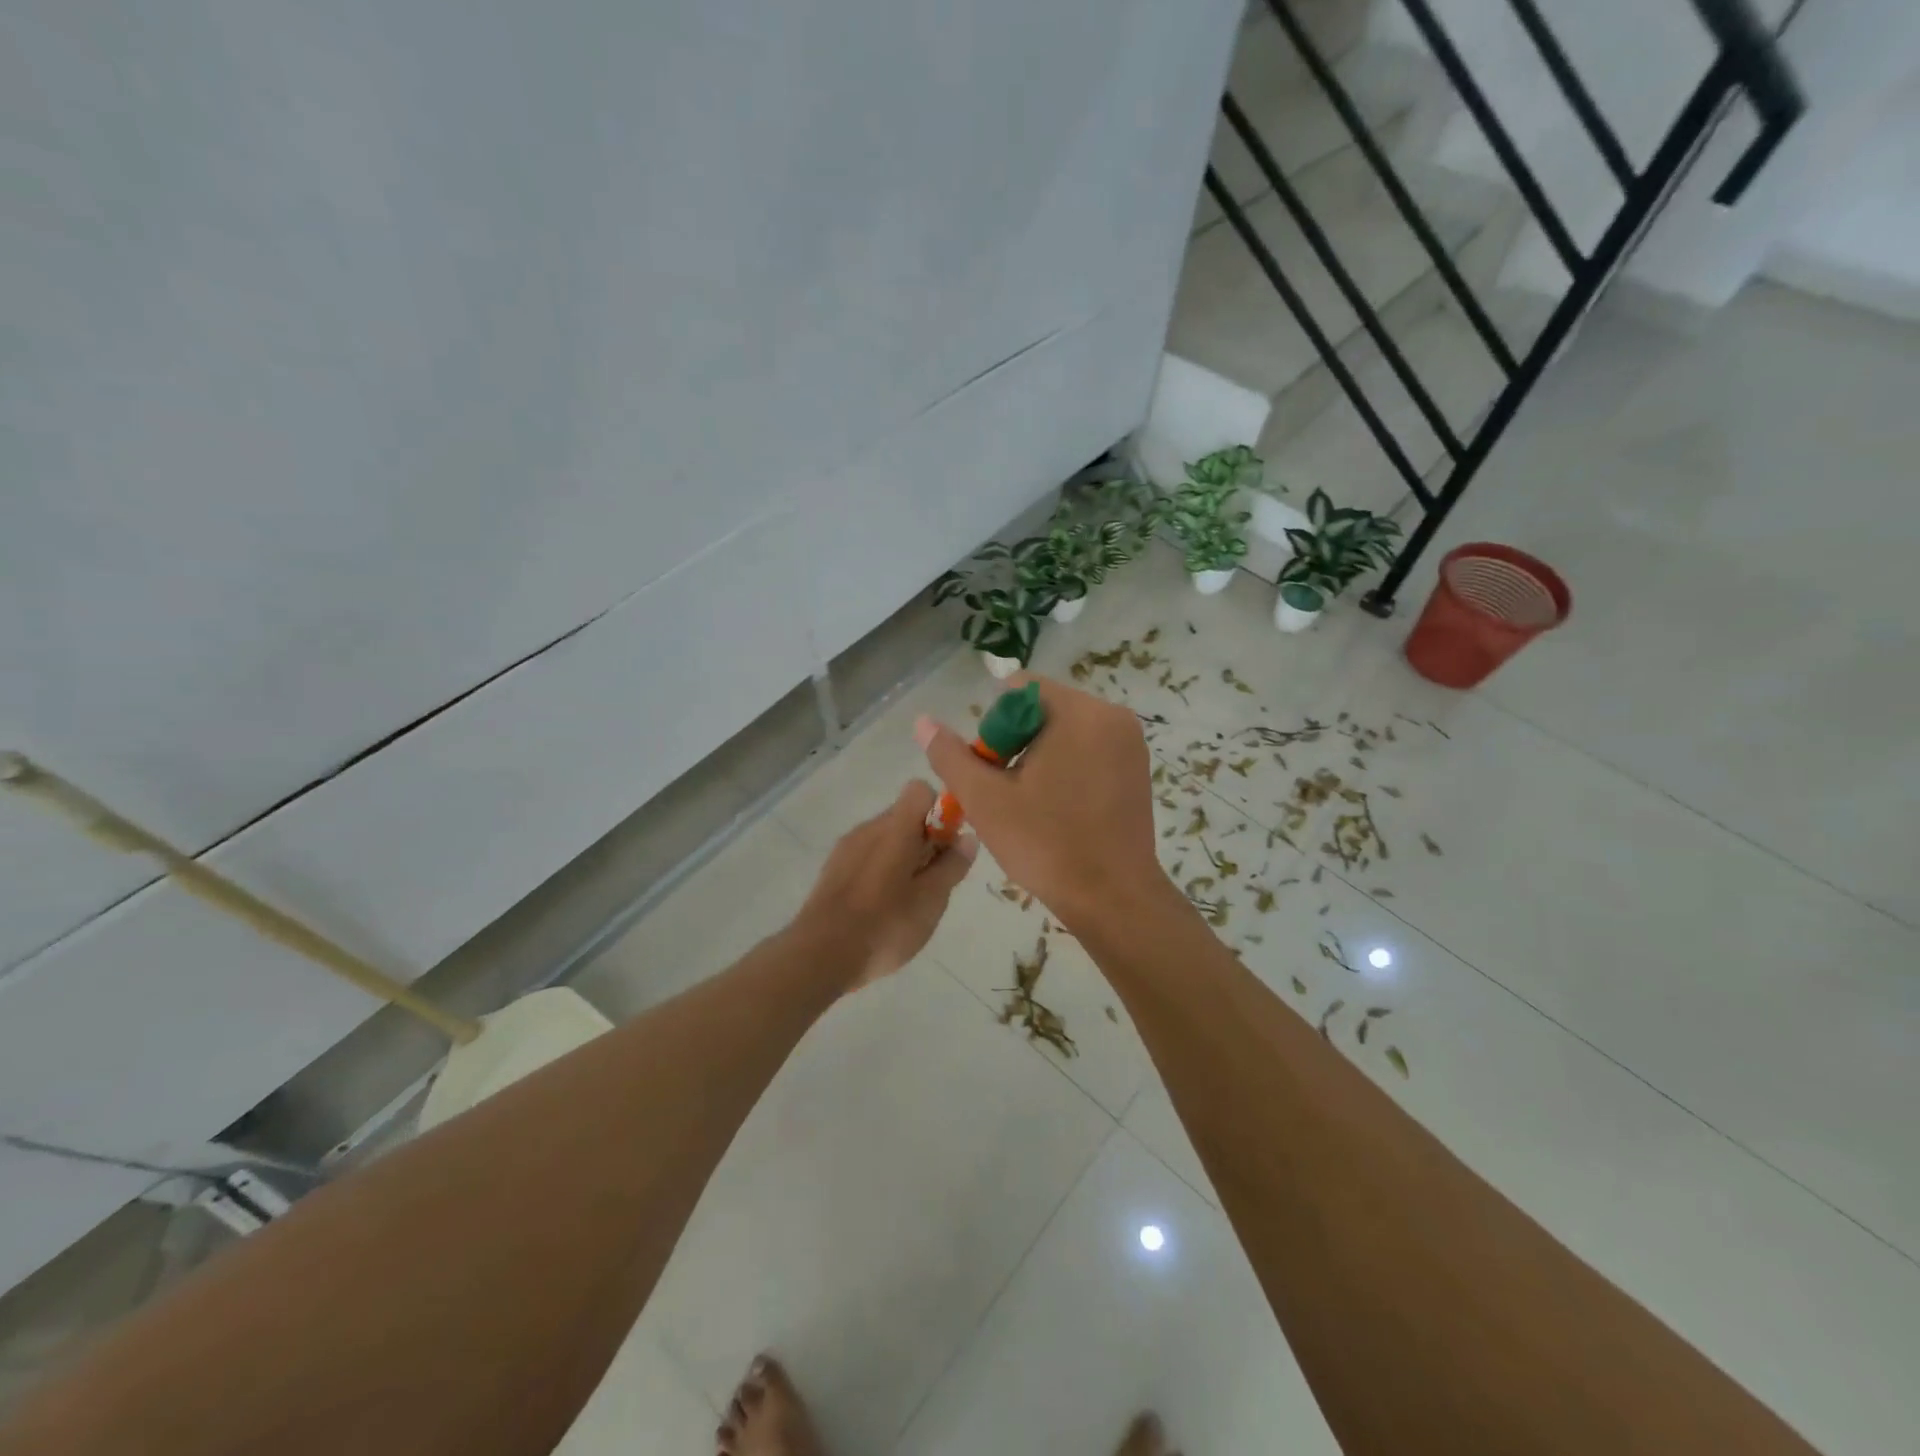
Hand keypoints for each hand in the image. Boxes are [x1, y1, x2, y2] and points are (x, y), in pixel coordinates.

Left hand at [793, 781, 977, 989]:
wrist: (820, 955)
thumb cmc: (885, 925)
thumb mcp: (931, 899)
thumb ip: (951, 865)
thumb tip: (967, 837)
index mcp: (894, 828)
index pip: (920, 791)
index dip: (940, 812)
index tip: (948, 845)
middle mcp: (868, 828)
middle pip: (904, 816)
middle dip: (926, 841)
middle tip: (934, 882)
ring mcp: (846, 848)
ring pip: (886, 838)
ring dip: (904, 858)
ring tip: (909, 901)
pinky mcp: (833, 870)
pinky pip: (867, 857)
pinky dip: (882, 872)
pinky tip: (883, 908)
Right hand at [915, 676, 1168, 933]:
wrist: (1113, 900)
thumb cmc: (1046, 844)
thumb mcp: (986, 799)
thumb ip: (951, 755)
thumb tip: (922, 721)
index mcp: (1080, 713)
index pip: (1019, 690)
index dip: (994, 726)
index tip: (994, 769)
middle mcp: (1113, 717)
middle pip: (1043, 709)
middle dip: (1016, 743)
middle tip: (1007, 792)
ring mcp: (1131, 744)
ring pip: (1065, 732)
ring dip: (1039, 757)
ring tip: (1030, 804)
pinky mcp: (1138, 769)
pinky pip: (1088, 751)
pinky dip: (1066, 768)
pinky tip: (1058, 808)